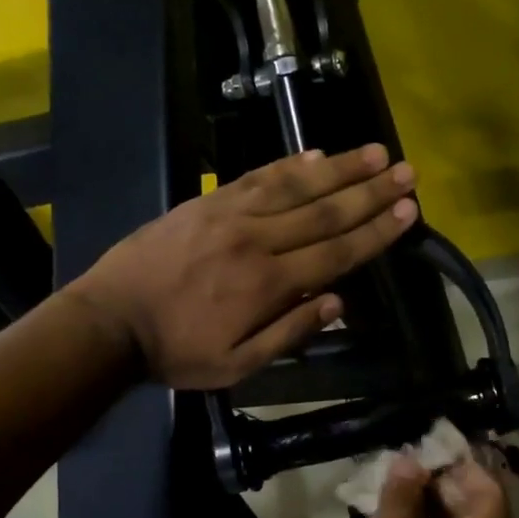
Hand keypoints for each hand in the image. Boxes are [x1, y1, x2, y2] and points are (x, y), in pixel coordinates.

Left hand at [69, 144, 416, 389]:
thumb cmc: (176, 351)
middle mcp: (257, 240)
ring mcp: (230, 214)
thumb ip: (289, 333)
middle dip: (371, 192)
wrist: (110, 320)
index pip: (336, 252)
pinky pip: (256, 177)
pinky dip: (289, 164)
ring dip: (340, 168)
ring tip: (375, 153)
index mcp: (268, 284)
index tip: (408, 210)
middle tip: (407, 172)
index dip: (376, 231)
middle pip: (325, 211)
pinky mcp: (207, 202)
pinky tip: (315, 154)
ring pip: (296, 186)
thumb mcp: (237, 364)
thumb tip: (338, 301)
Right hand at [327, 455, 510, 517]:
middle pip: (466, 509)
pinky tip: (375, 516)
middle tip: (401, 457)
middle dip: (437, 479)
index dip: (466, 463)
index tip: (432, 442)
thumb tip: (409, 461)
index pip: (489, 492)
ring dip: (417, 503)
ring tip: (385, 478)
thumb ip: (402, 500)